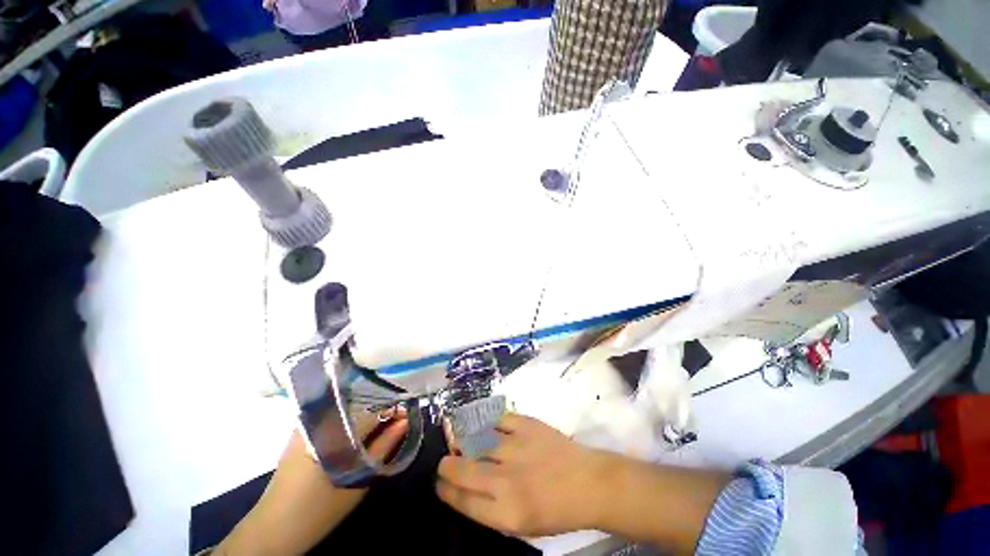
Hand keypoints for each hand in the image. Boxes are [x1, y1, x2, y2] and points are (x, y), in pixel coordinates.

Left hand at [216, 415, 407, 554]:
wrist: (274, 530)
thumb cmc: (317, 508)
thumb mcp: (357, 480)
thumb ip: (383, 448)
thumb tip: (405, 420)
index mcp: (331, 426)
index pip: (370, 404)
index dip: (392, 405)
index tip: (408, 410)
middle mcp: (318, 416)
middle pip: (359, 400)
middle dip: (381, 406)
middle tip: (399, 417)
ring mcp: (307, 423)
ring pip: (348, 406)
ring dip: (368, 412)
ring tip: (385, 421)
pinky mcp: (302, 433)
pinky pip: (336, 416)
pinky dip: (353, 419)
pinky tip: (364, 429)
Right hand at [437, 414, 729, 553]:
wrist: (589, 482)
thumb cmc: (557, 511)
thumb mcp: (522, 524)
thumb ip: (491, 508)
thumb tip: (467, 488)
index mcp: (506, 513)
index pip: (462, 500)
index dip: (446, 490)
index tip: (440, 482)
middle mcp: (506, 479)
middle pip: (463, 468)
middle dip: (447, 465)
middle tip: (445, 462)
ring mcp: (517, 448)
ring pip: (476, 440)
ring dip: (463, 441)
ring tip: (460, 441)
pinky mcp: (527, 425)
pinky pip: (498, 419)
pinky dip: (489, 423)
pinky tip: (486, 426)